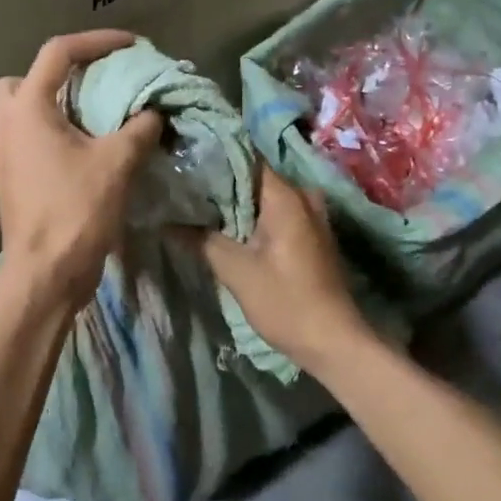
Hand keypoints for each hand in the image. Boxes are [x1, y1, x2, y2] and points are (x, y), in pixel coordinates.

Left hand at [0, 31, 163, 312]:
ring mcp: (2, 153)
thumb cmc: (76, 211)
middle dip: (59, 73)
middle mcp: (5, 124)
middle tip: (94, 84)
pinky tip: (84, 148)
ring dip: (54, 104)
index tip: (131, 46)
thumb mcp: (118, 163)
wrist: (45, 274)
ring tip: (93, 115)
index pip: (58, 52)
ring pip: (21, 109)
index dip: (97, 42)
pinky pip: (26, 137)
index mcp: (27, 109)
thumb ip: (140, 127)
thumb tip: (155, 112)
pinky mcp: (9, 177)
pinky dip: (52, 130)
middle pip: (24, 78)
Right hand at [194, 168, 370, 375]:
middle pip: (253, 176)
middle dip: (219, 182)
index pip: (245, 158)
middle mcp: (302, 196)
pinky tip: (225, 227)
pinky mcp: (310, 235)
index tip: (185, 160)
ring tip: (196, 204)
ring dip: (234, 202)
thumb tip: (166, 221)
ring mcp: (310, 215)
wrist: (333, 342)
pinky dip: (251, 217)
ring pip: (264, 197)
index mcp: (286, 196)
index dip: (213, 157)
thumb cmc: (285, 302)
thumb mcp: (236, 271)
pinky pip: (276, 213)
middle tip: (182, 185)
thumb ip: (201, 240)